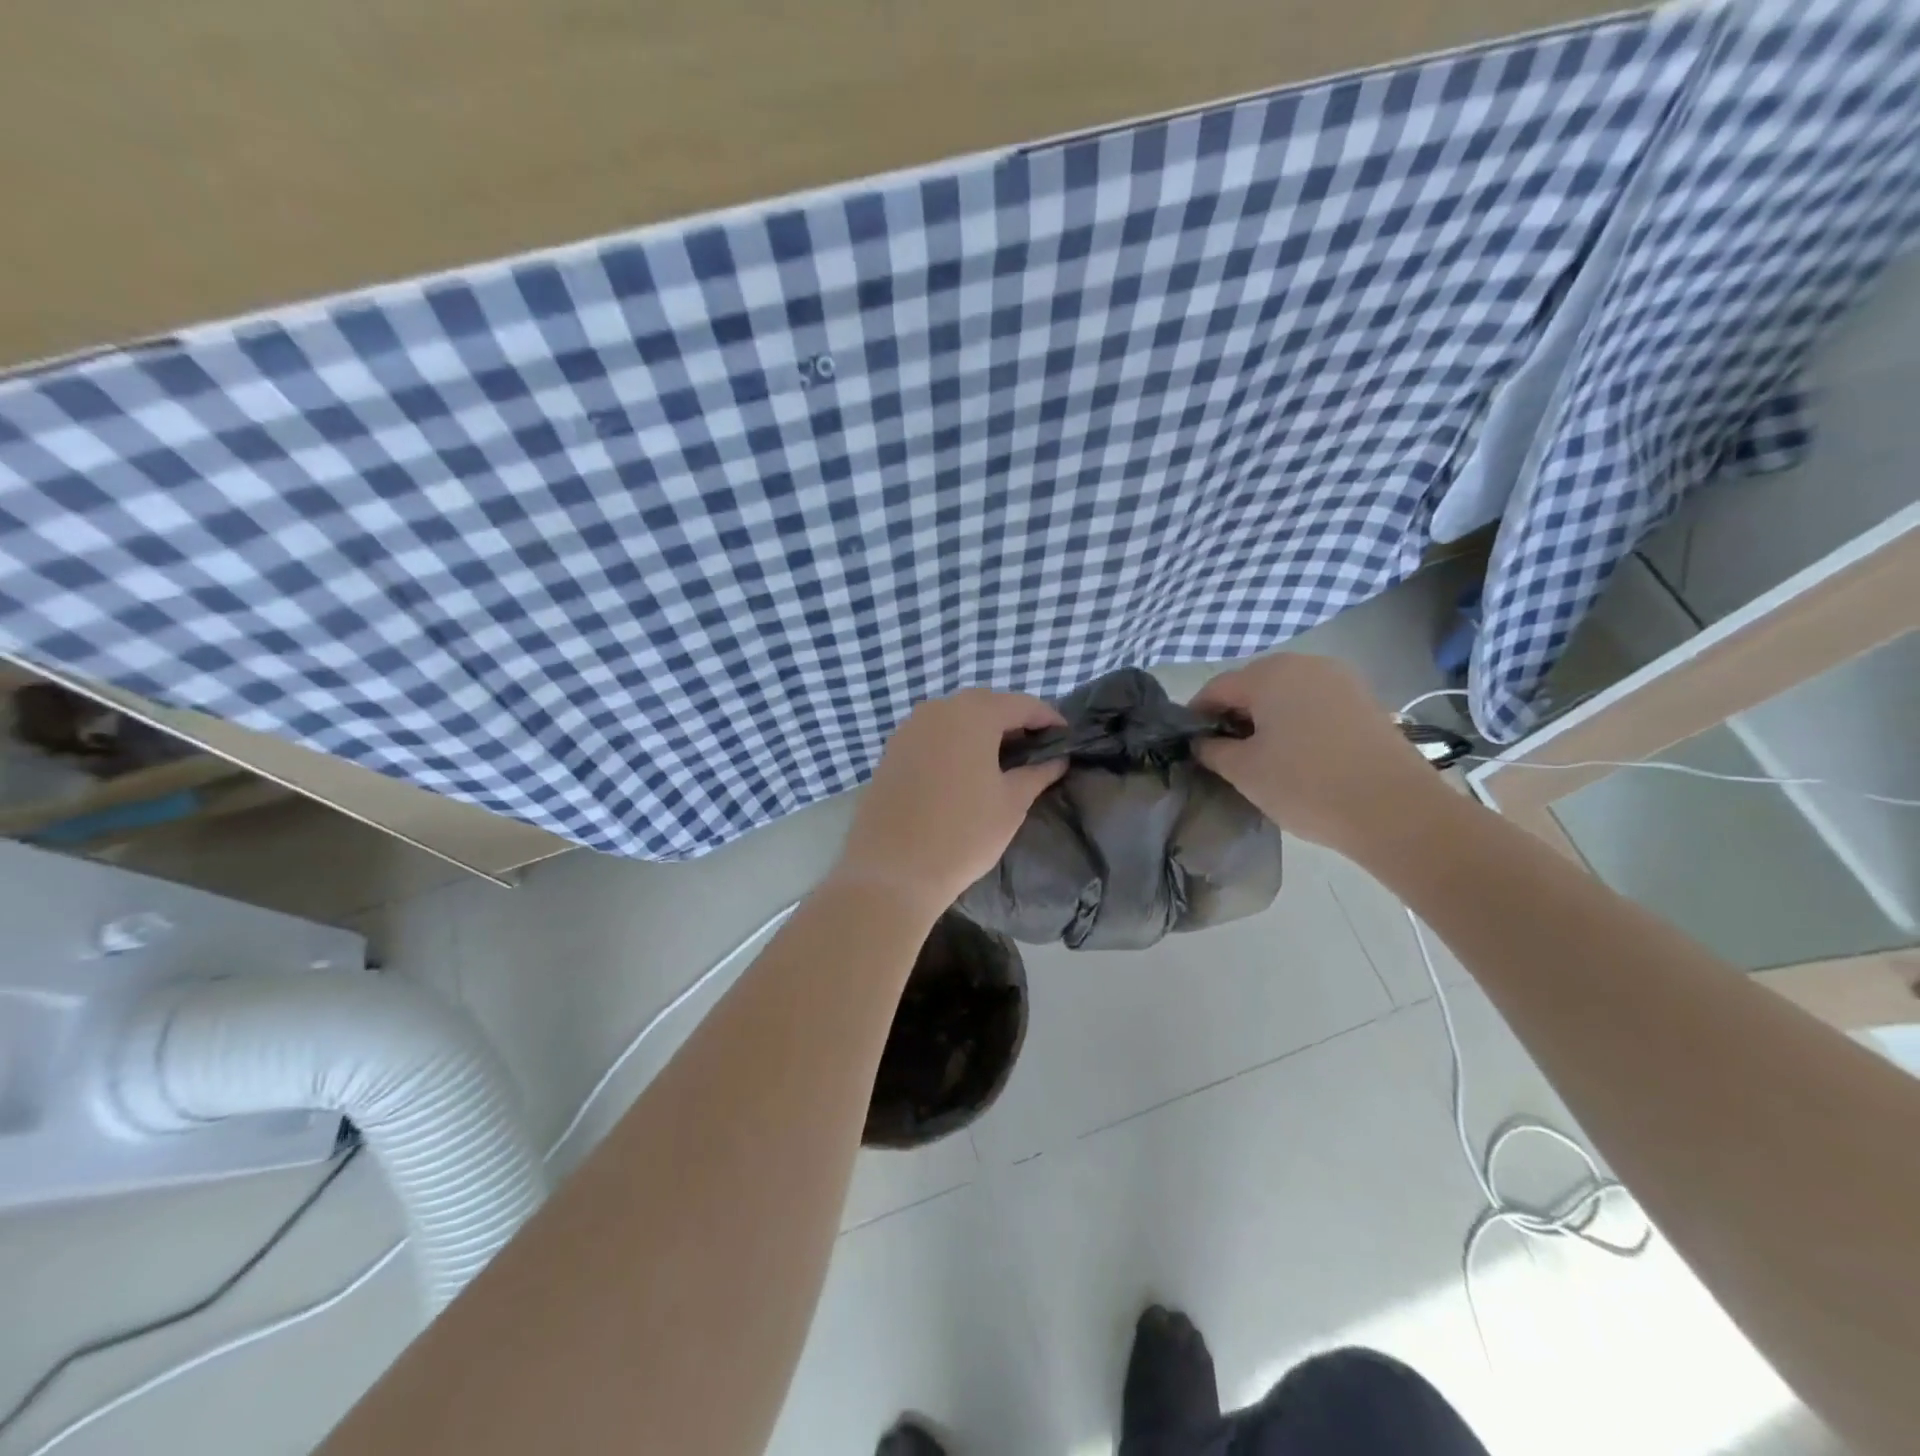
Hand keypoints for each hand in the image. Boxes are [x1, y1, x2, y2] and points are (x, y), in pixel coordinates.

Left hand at [832, 688, 1068, 915]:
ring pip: (957, 718)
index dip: (1049, 719)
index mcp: (974, 714)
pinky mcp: (892, 750)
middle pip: (987, 705)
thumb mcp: (1011, 803)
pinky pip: (933, 735)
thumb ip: (1038, 773)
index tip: (1066, 739)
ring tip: (1003, 761)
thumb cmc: (963, 833)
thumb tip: (1057, 760)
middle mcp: (938, 709)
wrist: (892, 870)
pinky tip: (965, 770)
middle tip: (1036, 750)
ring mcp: (910, 728)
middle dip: (1014, 722)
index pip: (1022, 704)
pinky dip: (955, 743)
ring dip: (982, 731)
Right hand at [1191, 654, 1443, 854]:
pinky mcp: (1364, 701)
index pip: (1216, 688)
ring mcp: (1340, 680)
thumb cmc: (1305, 785)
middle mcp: (1305, 664)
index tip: (1190, 743)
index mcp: (1269, 674)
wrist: (1394, 810)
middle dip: (1234, 714)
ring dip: (1267, 718)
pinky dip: (1297, 722)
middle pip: (1253, 685)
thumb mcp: (1244, 771)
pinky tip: (1297, 754)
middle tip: (1225, 753)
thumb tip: (1202, 741)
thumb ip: (1213, 750)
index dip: (1197, 714)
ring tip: (1262, 756)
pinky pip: (1314, 703)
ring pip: (1286, 694)